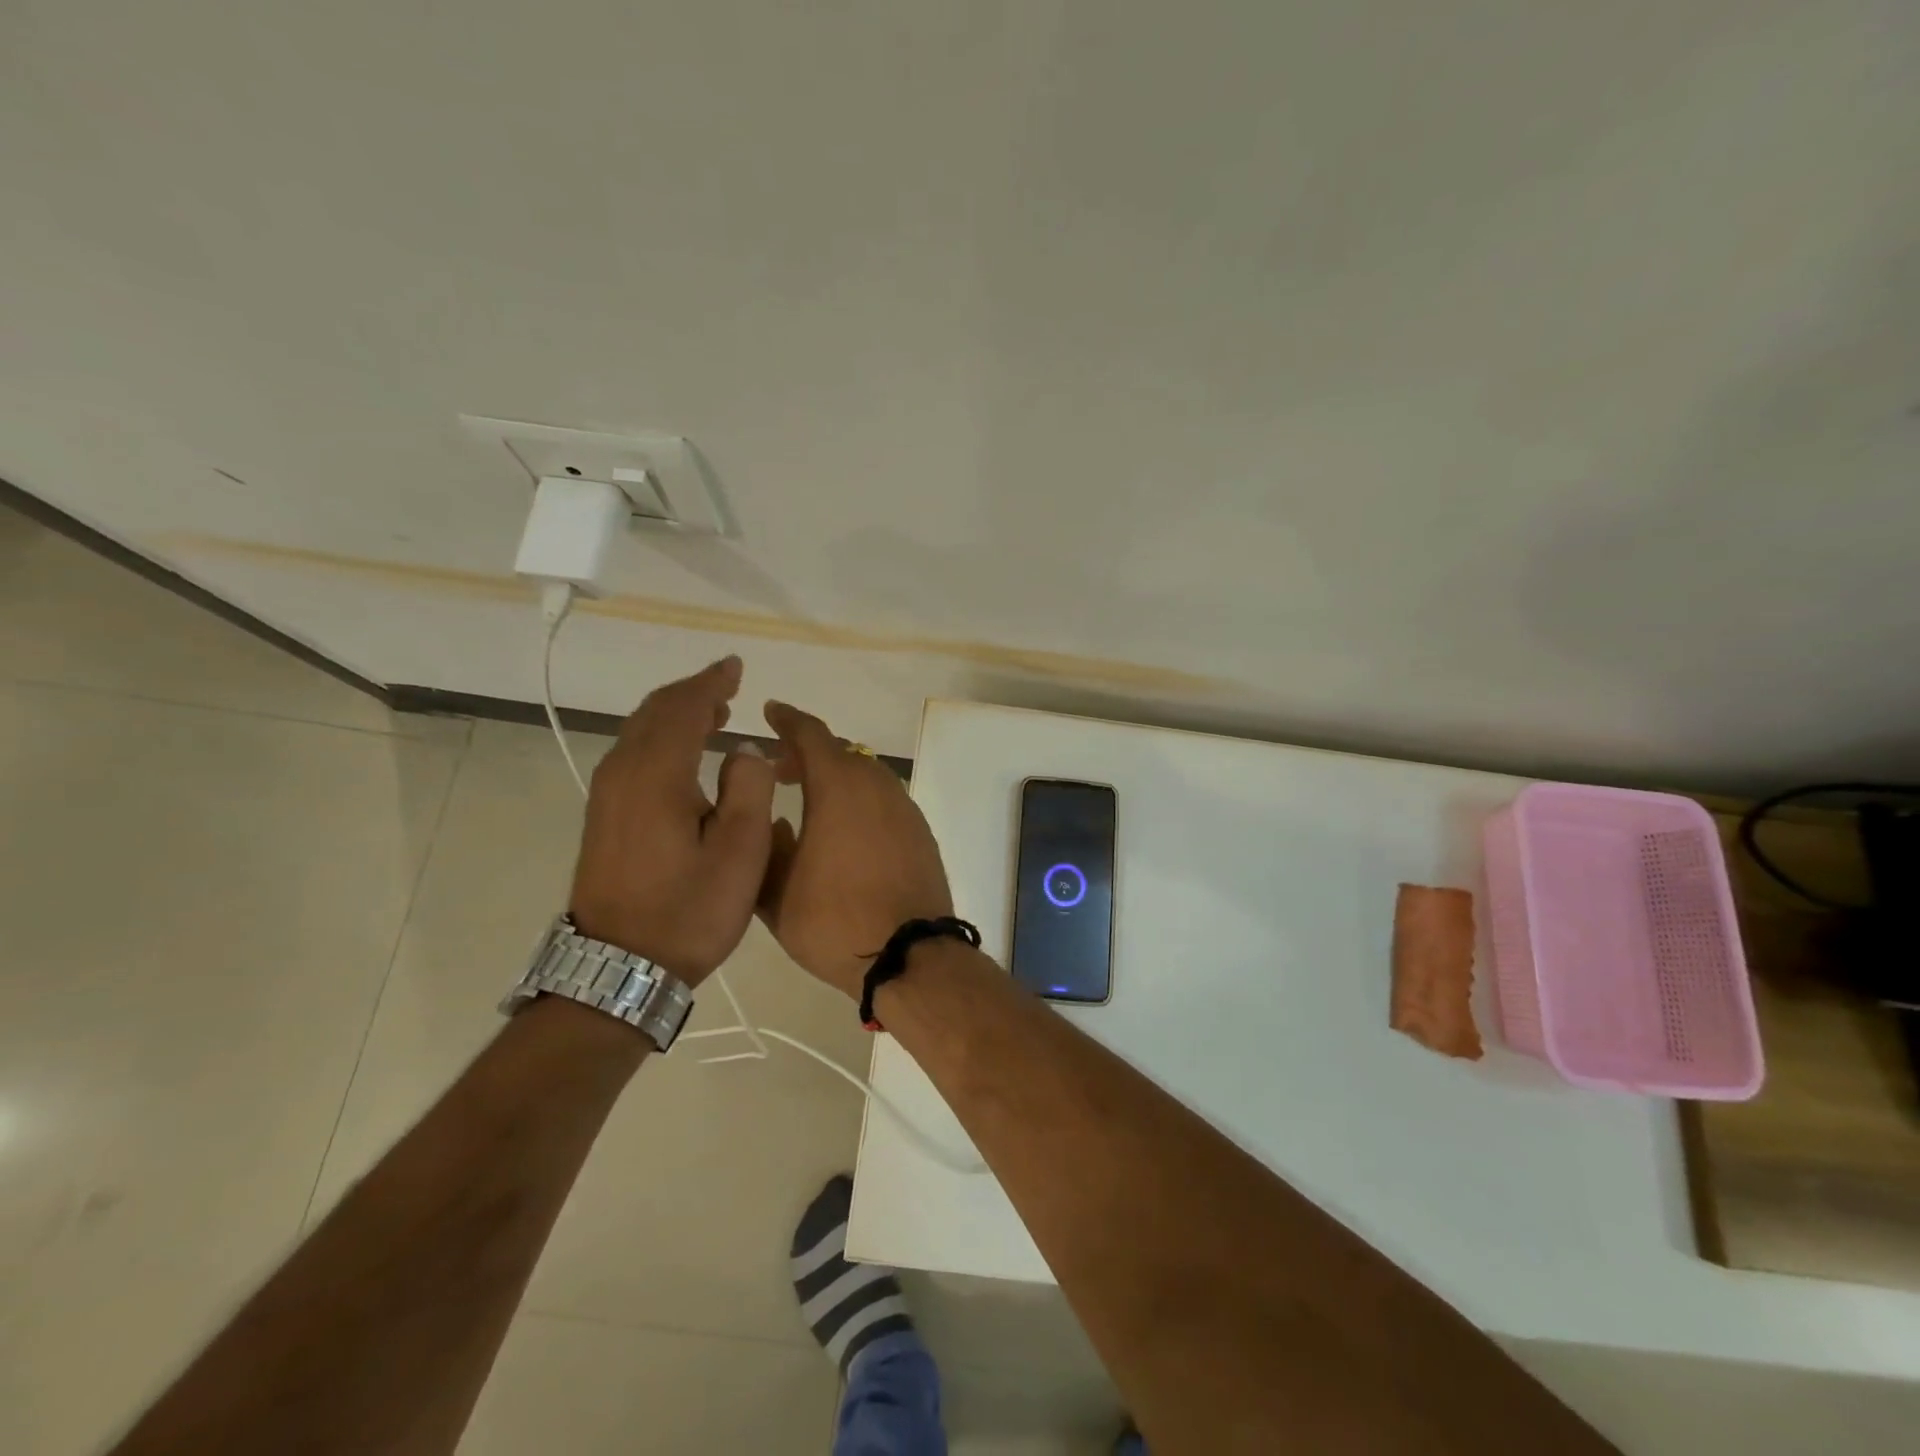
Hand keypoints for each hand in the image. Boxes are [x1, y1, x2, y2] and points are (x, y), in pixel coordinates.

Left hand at [568, 656, 774, 984]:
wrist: (618, 969)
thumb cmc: (688, 911)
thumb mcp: (741, 853)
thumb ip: (749, 788)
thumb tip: (743, 749)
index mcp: (657, 776)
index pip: (683, 709)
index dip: (710, 683)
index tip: (735, 667)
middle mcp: (623, 775)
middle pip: (654, 713)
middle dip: (691, 693)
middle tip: (726, 685)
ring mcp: (607, 797)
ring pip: (640, 733)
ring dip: (675, 715)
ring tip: (712, 713)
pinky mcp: (604, 817)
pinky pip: (633, 755)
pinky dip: (661, 738)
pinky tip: (682, 753)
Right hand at [756, 702, 952, 998]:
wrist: (909, 954)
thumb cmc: (834, 920)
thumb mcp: (778, 891)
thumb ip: (768, 846)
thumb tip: (775, 821)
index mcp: (839, 786)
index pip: (811, 734)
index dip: (788, 720)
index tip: (771, 712)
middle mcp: (876, 786)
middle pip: (840, 752)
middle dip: (808, 753)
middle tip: (780, 771)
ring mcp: (904, 808)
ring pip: (866, 775)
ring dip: (837, 778)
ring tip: (811, 802)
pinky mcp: (921, 832)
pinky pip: (884, 800)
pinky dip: (860, 800)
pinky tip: (845, 832)